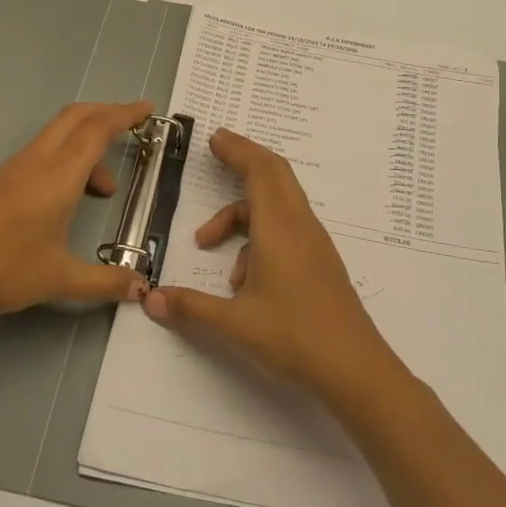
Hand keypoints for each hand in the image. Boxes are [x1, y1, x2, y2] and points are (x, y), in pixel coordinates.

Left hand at [0, 100, 153, 343]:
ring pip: (59, 135)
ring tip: (105, 189)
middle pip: (77, 117)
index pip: (98, 129)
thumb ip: (105, 282)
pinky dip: (68, 158)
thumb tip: (142, 288)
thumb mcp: (59, 279)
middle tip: (135, 126)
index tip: (148, 110)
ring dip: (87, 144)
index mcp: (59, 175)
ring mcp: (15, 167)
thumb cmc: (1, 269)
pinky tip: (70, 198)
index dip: (126, 114)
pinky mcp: (1, 180)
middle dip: (108, 114)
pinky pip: (44, 152)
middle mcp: (38, 160)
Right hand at [142, 128, 406, 405]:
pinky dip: (259, 235)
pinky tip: (242, 279)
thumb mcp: (234, 324)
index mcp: (279, 228)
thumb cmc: (294, 337)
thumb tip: (150, 298)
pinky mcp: (320, 262)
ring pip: (278, 204)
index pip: (260, 171)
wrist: (355, 369)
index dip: (237, 149)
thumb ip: (190, 307)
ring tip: (210, 244)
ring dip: (243, 212)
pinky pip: (287, 228)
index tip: (214, 138)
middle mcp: (300, 226)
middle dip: (244, 160)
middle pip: (275, 175)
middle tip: (216, 153)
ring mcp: (314, 244)